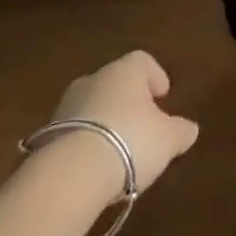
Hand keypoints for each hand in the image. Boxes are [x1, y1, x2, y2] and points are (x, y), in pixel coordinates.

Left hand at [44, 51, 200, 204]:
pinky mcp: (46, 134)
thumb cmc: (130, 141)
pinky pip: (74, 132)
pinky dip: (86, 143)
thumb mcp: (168, 139)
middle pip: (116, 83)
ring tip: (118, 152)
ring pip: (93, 107)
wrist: (71, 174)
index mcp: (126, 70)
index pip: (143, 61)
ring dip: (105, 123)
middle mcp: (95, 78)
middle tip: (142, 126)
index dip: (155, 76)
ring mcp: (67, 105)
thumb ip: (181, 131)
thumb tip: (189, 129)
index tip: (163, 97)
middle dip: (128, 101)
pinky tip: (95, 167)